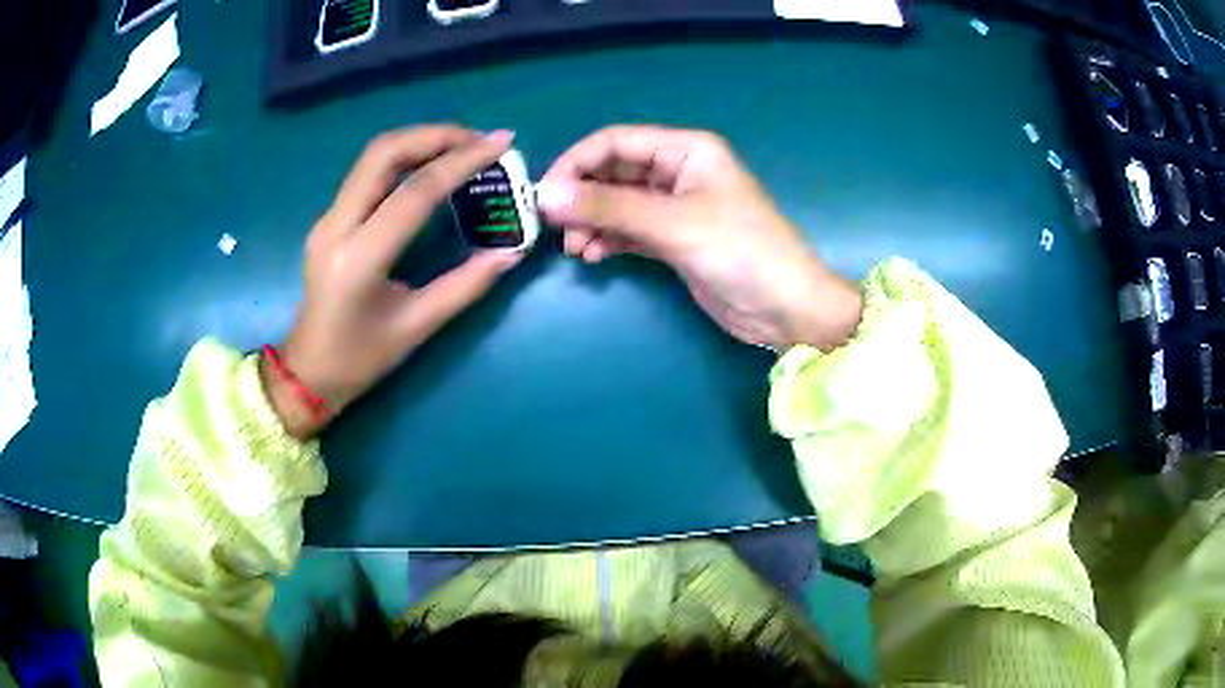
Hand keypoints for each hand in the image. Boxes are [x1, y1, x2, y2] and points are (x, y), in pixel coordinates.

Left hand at [265, 126, 522, 437]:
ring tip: (463, 146)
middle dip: (435, 135)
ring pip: (373, 156)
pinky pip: (368, 173)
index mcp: (359, 259)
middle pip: (383, 154)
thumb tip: (513, 252)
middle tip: (479, 140)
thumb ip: (467, 285)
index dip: (461, 162)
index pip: (413, 192)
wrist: (307, 371)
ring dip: (420, 141)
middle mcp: (336, 227)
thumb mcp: (417, 327)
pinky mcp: (330, 218)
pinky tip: (432, 166)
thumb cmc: (360, 359)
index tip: (500, 143)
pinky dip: (405, 158)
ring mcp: (328, 218)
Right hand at [536, 125, 861, 351]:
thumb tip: (546, 196)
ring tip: (576, 248)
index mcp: (686, 150)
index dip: (576, 163)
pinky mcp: (673, 239)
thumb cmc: (741, 252)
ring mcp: (675, 207)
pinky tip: (594, 255)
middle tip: (556, 227)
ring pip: (617, 203)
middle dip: (582, 197)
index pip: (615, 142)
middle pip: (613, 172)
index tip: (545, 195)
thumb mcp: (674, 224)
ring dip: (591, 221)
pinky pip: (628, 230)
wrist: (786, 309)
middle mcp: (678, 171)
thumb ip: (608, 208)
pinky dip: (608, 239)